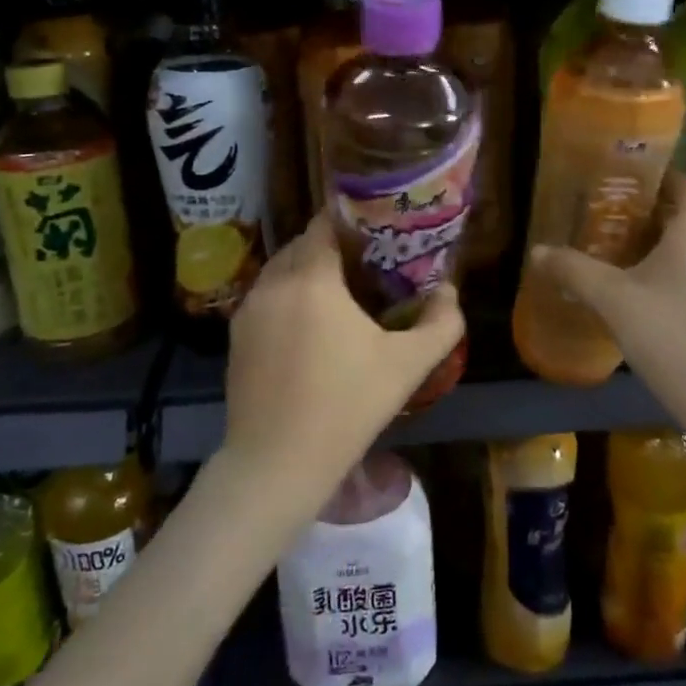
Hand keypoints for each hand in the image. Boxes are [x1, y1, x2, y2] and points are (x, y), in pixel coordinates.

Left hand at [224, 213, 463, 511]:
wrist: (276, 464)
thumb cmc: (346, 407)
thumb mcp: (407, 366)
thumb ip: (441, 324)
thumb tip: (449, 292)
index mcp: (311, 278)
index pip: (324, 224)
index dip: (351, 221)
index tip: (377, 233)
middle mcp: (273, 283)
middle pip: (302, 245)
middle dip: (332, 247)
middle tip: (366, 264)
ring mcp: (248, 311)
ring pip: (280, 271)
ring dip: (307, 272)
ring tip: (340, 295)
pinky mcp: (236, 337)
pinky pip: (266, 298)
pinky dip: (287, 297)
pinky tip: (310, 328)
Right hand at [529, 174, 685, 448]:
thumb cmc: (670, 336)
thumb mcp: (612, 301)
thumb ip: (573, 271)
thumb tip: (537, 252)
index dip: (664, 175)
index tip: (629, 179)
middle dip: (650, 213)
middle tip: (609, 216)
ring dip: (659, 245)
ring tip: (618, 253)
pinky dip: (671, 271)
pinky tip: (642, 294)